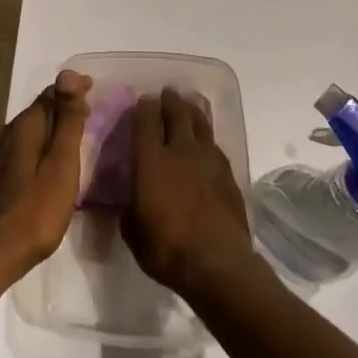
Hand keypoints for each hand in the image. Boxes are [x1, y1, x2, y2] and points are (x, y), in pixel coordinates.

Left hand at [0, 70, 91, 278]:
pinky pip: (20, 152)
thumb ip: (66, 121)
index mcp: (24, 127)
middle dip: (62, 110)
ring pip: (28, 133)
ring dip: (49, 132)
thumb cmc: (35, 211)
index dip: (73, 90)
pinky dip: (38, 151)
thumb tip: (68, 73)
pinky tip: (46, 168)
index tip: (95, 92)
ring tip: (72, 143)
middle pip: (38, 113)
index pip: (51, 94)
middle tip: (89, 118)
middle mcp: (5, 134)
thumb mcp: (61, 164)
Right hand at [121, 88, 258, 298]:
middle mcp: (180, 151)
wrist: (217, 264)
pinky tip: (206, 142)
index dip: (143, 107)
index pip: (145, 120)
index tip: (143, 101)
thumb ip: (129, 208)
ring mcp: (208, 159)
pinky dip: (207, 138)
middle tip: (167, 94)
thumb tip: (131, 201)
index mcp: (151, 160)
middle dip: (170, 101)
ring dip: (192, 112)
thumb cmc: (166, 248)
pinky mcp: (228, 173)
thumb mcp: (132, 231)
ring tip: (188, 105)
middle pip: (176, 113)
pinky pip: (215, 145)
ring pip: (200, 123)